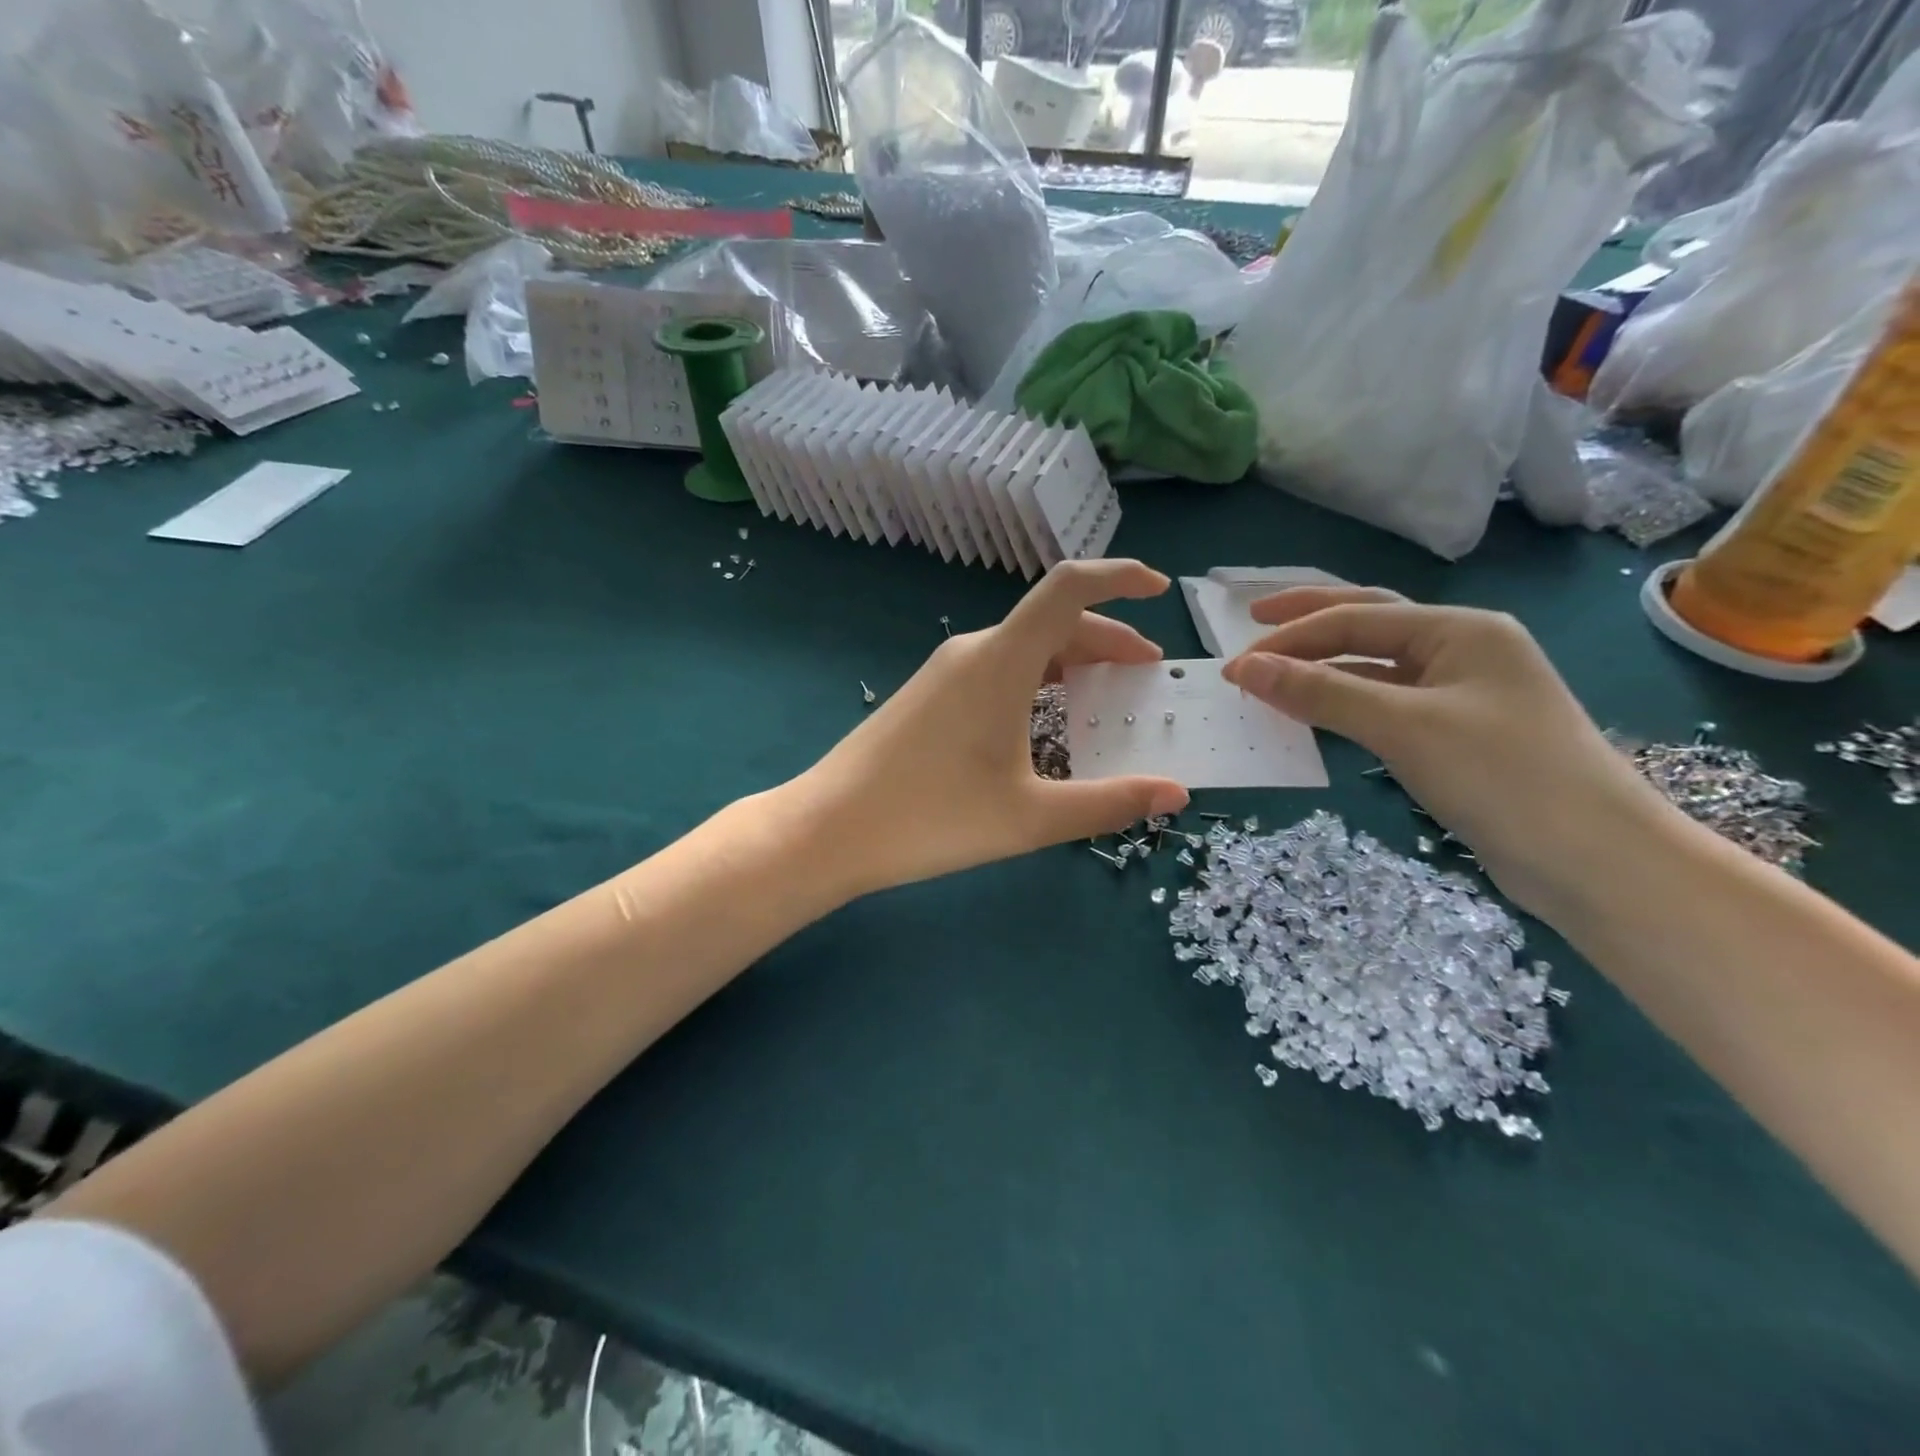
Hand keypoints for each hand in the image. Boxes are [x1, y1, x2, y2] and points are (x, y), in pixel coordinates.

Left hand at [798, 560, 1190, 897]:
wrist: (829, 830)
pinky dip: (1037, 680)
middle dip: (1107, 639)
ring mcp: (945, 672)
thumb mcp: (1030, 817)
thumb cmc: (931, 818)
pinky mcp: (928, 695)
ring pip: (1024, 648)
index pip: (1068, 588)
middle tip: (1146, 674)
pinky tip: (1046, 721)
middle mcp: (973, 652)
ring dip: (1071, 662)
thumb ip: (1108, 803)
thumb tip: (1177, 793)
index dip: (1118, 576)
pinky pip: (997, 669)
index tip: (1159, 590)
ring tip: (1106, 696)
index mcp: (1001, 661)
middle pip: (1052, 622)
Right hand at [1221, 586, 1662, 914]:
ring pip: (1376, 667)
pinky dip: (1344, 703)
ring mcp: (1462, 694)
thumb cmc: (1503, 776)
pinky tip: (1317, 714)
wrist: (1596, 861)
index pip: (1356, 618)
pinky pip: (1386, 705)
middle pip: (1369, 622)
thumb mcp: (1403, 727)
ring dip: (1323, 666)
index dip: (1289, 638)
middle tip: (1250, 623)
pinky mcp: (1457, 736)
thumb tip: (1245, 668)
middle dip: (1307, 622)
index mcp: (1460, 630)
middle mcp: (1463, 650)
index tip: (1233, 665)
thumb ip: (1321, 692)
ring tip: (1273, 673)